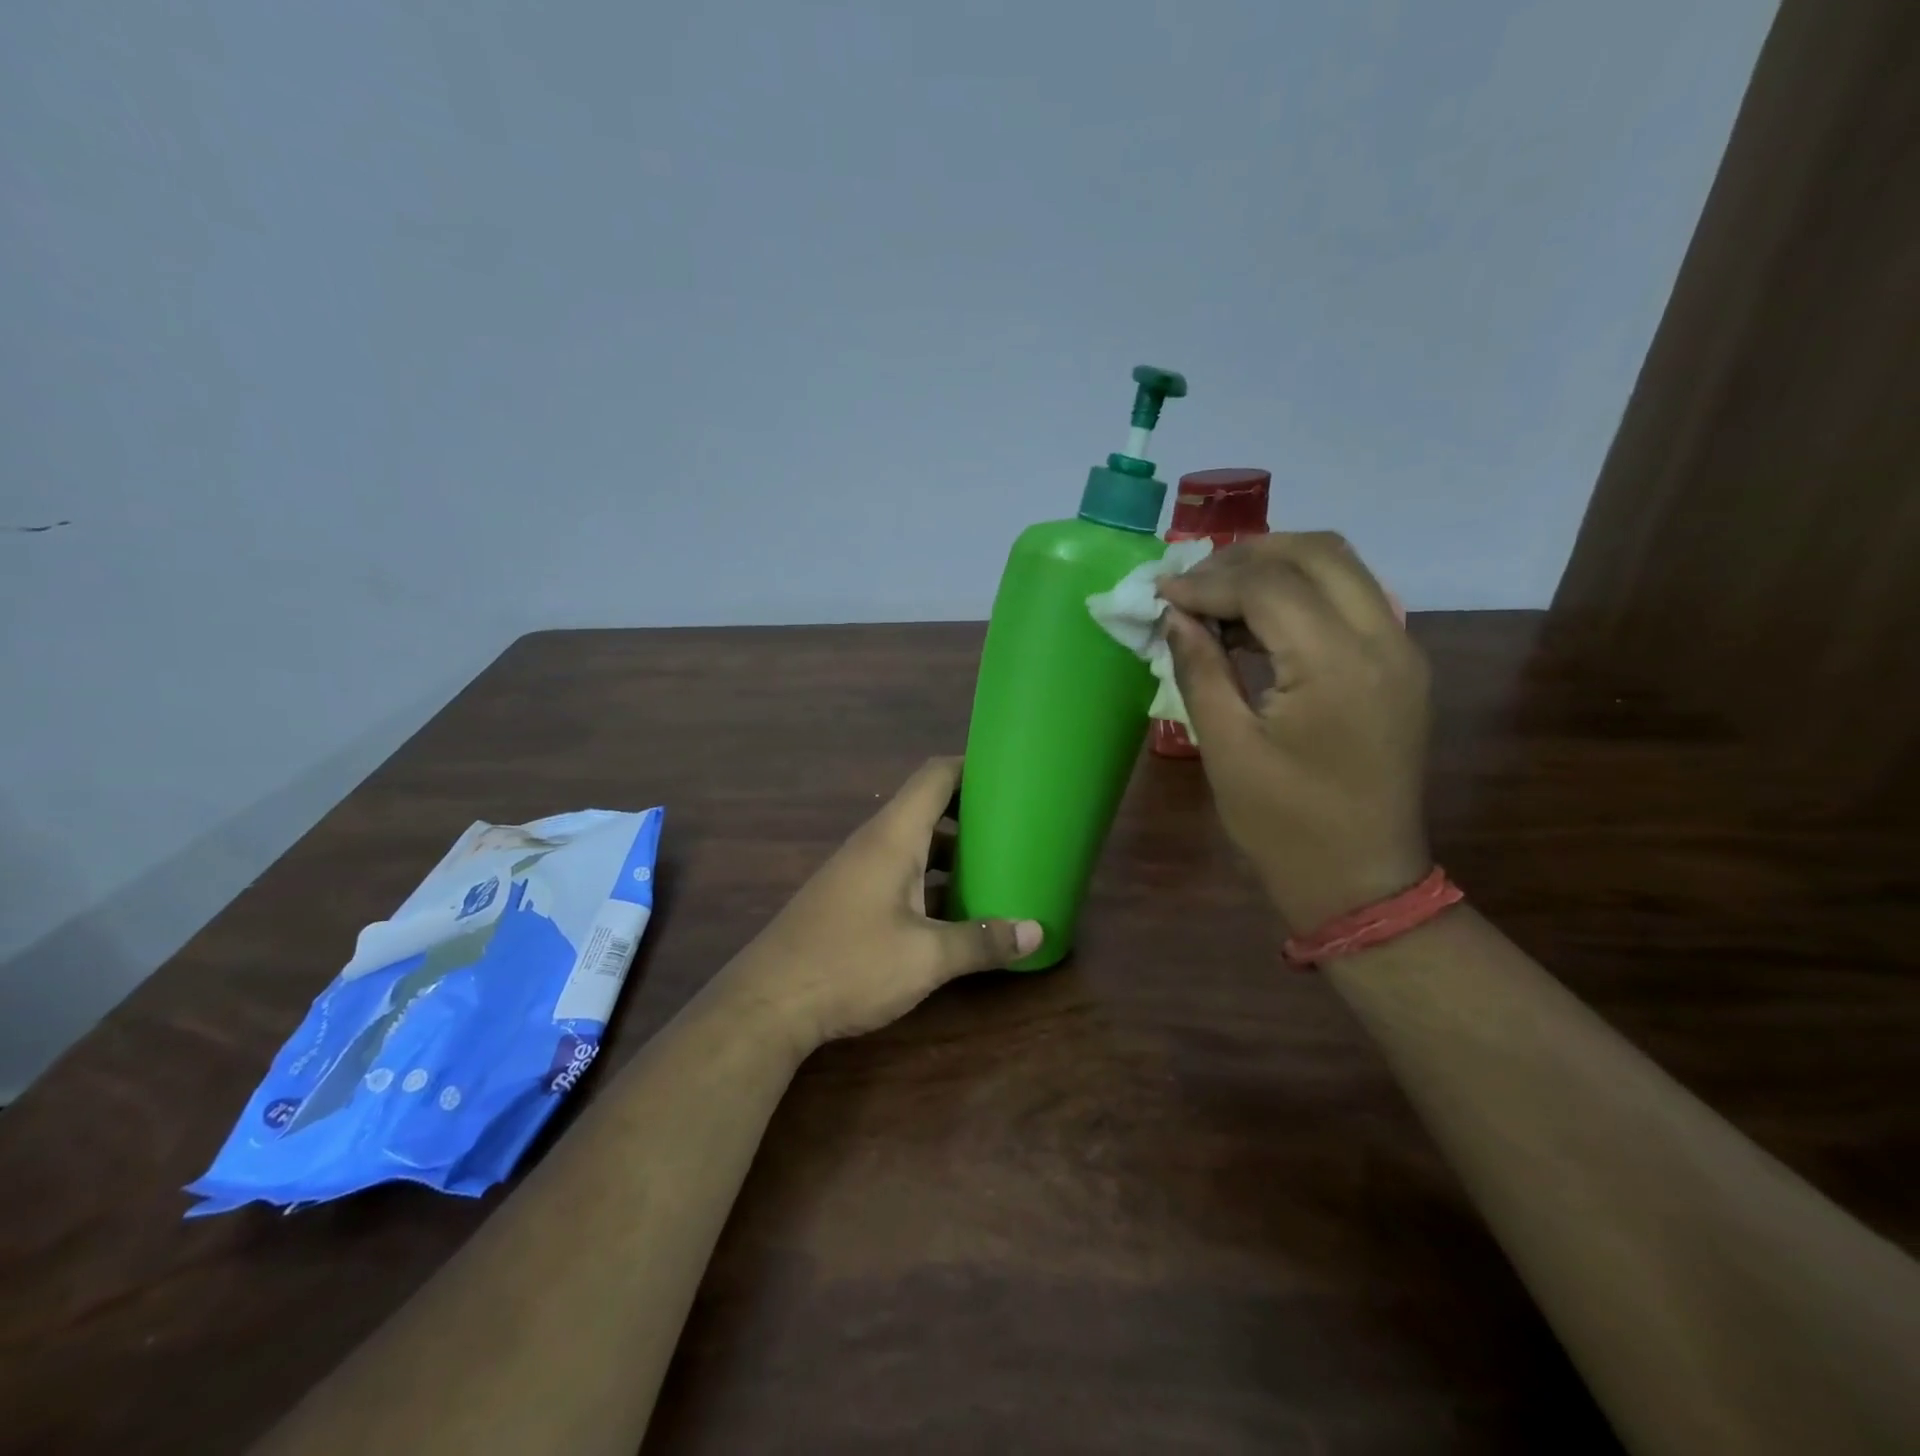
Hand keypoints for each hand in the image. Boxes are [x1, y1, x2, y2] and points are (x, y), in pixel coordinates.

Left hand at [721, 757, 1043, 1049]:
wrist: (768, 1003)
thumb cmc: (851, 964)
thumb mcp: (926, 957)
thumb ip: (982, 941)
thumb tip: (1037, 933)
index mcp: (893, 837)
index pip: (935, 777)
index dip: (972, 766)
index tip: (1010, 773)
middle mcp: (875, 843)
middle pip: (928, 808)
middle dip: (971, 813)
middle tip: (1016, 825)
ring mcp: (859, 871)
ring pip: (914, 844)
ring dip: (952, 851)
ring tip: (996, 865)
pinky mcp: (850, 898)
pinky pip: (900, 871)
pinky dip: (931, 878)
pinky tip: (955, 907)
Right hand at [1157, 532, 1431, 930]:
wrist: (1360, 879)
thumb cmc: (1283, 824)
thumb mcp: (1226, 747)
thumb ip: (1200, 669)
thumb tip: (1176, 616)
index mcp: (1336, 665)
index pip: (1269, 585)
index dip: (1208, 580)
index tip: (1162, 593)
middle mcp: (1383, 641)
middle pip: (1318, 552)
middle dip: (1247, 555)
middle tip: (1193, 582)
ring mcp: (1401, 651)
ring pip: (1341, 568)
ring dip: (1276, 568)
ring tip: (1217, 597)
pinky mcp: (1400, 667)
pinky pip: (1351, 601)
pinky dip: (1301, 594)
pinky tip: (1256, 624)